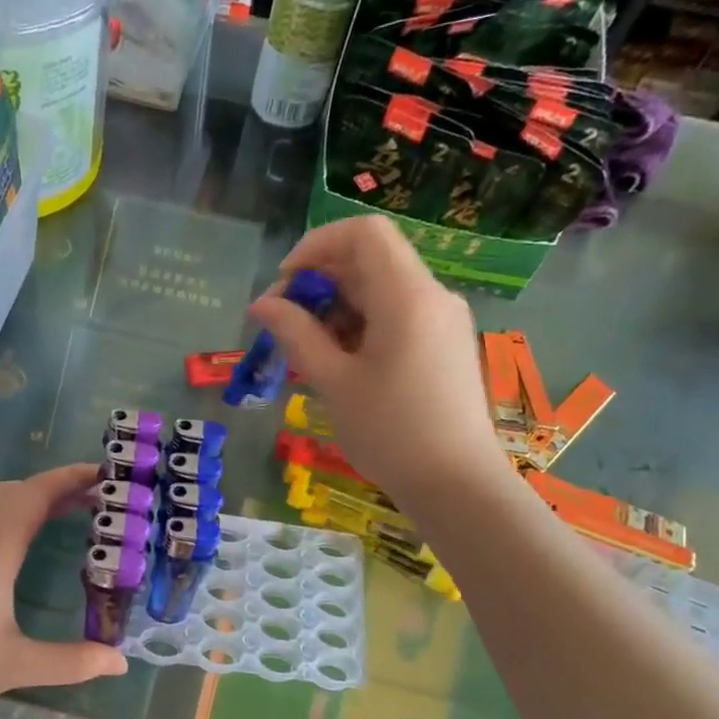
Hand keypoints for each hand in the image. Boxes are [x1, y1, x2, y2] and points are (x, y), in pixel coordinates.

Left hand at [0, 463, 126, 717]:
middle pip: (13, 491)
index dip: (70, 479)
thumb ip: (72, 662)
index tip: (103, 473)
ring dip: (25, 498)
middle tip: (91, 499)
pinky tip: (10, 544)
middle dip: (53, 487)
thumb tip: (121, 663)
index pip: (36, 495)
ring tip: (57, 515)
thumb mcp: (15, 666)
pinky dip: (3, 512)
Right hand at [248, 216, 503, 498]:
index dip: (316, 245)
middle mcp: (432, 296)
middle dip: (321, 281)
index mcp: (407, 295)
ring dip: (338, 307)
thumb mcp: (333, 382)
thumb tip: (261, 304)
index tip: (284, 284)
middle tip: (285, 325)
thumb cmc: (390, 432)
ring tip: (308, 352)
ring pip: (382, 289)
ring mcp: (443, 320)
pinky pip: (397, 315)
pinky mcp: (444, 345)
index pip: (363, 233)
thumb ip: (295, 334)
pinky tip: (340, 364)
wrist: (456, 485)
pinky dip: (362, 325)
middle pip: (371, 259)